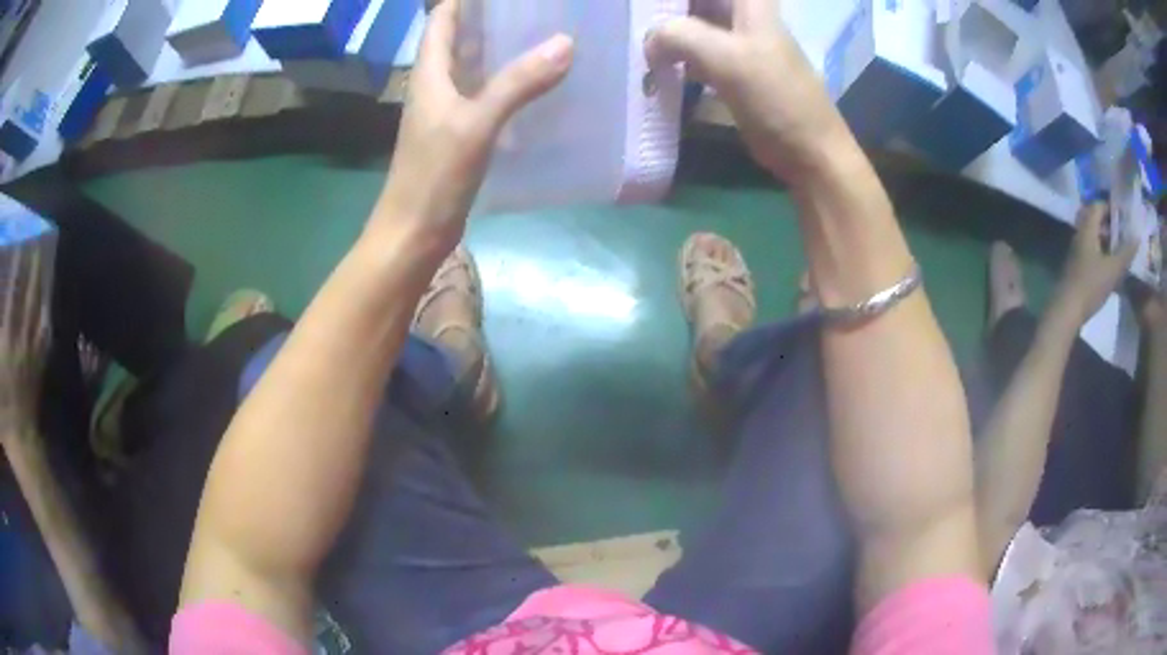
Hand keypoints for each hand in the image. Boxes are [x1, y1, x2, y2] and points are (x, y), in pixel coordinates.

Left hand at [375, 0, 573, 256]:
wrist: (413, 233)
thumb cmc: (434, 176)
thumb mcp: (475, 124)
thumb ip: (517, 84)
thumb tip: (564, 42)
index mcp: (429, 74)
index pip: (441, 20)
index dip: (463, 1)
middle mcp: (436, 86)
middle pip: (459, 40)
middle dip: (490, 19)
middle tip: (534, 9)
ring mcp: (447, 112)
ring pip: (474, 68)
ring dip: (501, 51)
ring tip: (543, 35)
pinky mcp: (460, 135)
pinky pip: (485, 97)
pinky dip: (508, 85)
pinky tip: (537, 85)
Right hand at [647, 0, 846, 180]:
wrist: (808, 150)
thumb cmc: (775, 98)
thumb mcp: (726, 58)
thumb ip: (679, 36)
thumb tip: (648, 42)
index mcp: (749, 1)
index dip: (673, 1)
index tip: (644, 11)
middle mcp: (742, 12)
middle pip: (693, 3)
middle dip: (664, 11)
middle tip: (634, 24)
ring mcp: (736, 39)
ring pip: (690, 22)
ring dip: (664, 32)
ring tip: (637, 44)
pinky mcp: (731, 66)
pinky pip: (693, 50)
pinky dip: (674, 55)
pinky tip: (654, 66)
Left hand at [1053, 203, 1137, 324]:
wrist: (1067, 310)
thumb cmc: (1091, 285)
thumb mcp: (1112, 269)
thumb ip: (1126, 253)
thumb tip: (1137, 237)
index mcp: (1087, 229)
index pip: (1097, 206)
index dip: (1110, 207)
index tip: (1123, 214)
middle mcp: (1080, 235)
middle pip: (1095, 220)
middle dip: (1109, 223)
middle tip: (1124, 232)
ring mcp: (1077, 251)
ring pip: (1094, 237)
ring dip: (1106, 240)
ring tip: (1121, 249)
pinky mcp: (1077, 267)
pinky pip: (1091, 252)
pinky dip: (1102, 253)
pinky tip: (1112, 267)